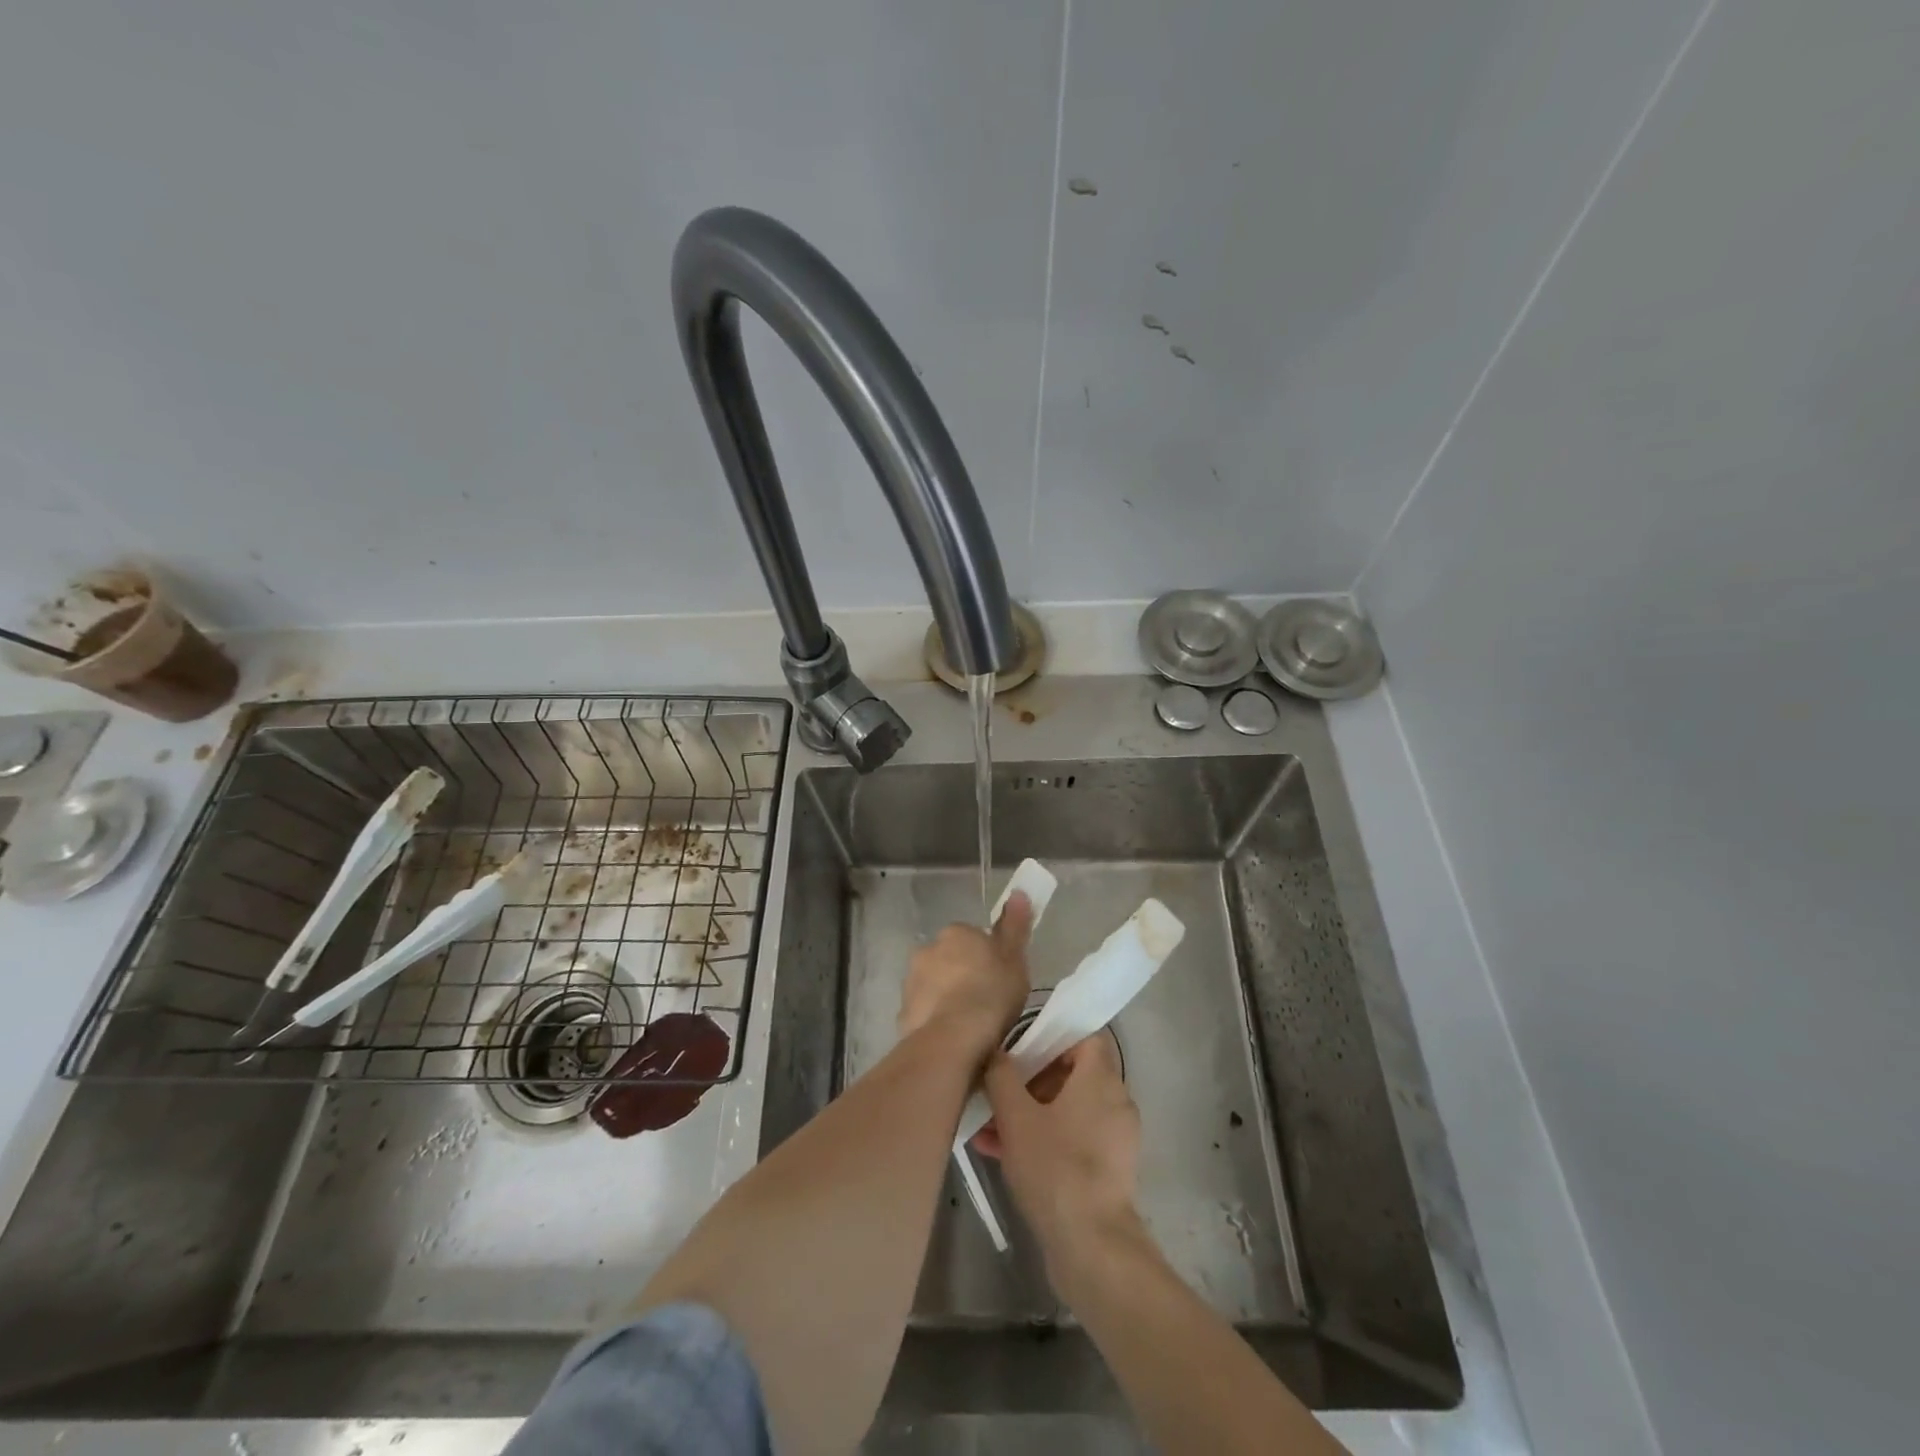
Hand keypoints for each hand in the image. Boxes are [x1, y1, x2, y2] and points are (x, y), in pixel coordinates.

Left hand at [896, 891, 1032, 1051]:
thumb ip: (1015, 926)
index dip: (986, 957)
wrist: (954, 1038)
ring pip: (933, 984)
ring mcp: (912, 981)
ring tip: (969, 1025)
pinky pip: (924, 1011)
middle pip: (949, 959)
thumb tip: (1019, 892)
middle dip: (961, 974)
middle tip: (985, 1000)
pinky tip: (951, 1038)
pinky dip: (935, 1020)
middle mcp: (928, 949)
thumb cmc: (991, 993)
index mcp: (956, 933)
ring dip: (946, 997)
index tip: (998, 977)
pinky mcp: (903, 1012)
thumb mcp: (1014, 957)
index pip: (971, 937)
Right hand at [973, 1033, 1143, 1274]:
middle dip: (1031, 1081)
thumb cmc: (1055, 1167)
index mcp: (1101, 1079)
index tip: (1021, 1050)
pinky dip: (1044, 1139)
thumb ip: (1002, 1076)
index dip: (1052, 1037)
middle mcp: (1115, 1102)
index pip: (1084, 1037)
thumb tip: (997, 1054)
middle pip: (1073, 1074)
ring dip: (1030, 1114)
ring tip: (989, 1129)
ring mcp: (1115, 1139)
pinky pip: (1073, 1139)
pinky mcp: (1109, 1171)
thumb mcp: (1016, 1116)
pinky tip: (1002, 1155)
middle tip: (998, 1092)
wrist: (1092, 1246)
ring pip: (1068, 1110)